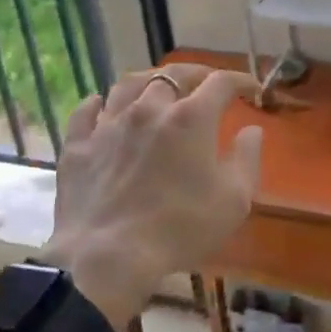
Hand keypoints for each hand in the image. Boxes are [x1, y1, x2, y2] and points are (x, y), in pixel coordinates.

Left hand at [40, 64, 262, 327]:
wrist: (108, 257)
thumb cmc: (180, 228)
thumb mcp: (234, 200)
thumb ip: (247, 158)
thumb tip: (251, 129)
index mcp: (191, 118)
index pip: (221, 82)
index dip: (240, 80)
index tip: (251, 89)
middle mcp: (149, 109)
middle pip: (173, 74)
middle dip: (195, 74)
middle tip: (205, 83)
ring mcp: (109, 125)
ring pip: (128, 84)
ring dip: (148, 81)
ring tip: (156, 88)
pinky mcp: (78, 146)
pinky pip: (86, 112)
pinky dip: (97, 104)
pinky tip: (102, 106)